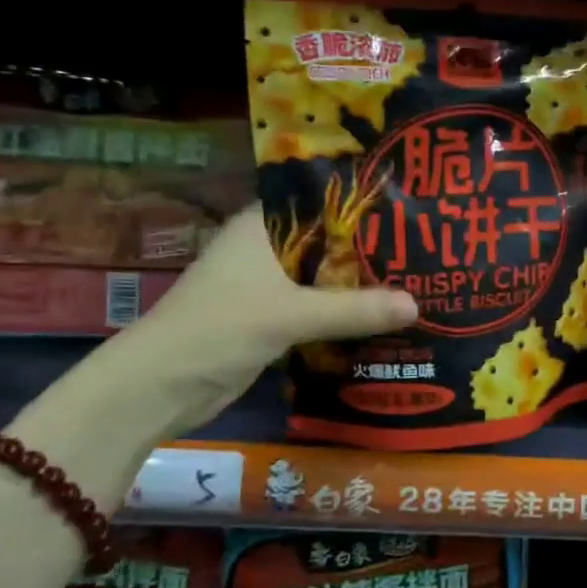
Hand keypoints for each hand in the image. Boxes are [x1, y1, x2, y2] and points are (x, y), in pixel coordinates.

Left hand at [126, 206, 416, 431]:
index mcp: (262, 226)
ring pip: (325, 275)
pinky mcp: (271, 317)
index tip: (411, 206)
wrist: (159, 388)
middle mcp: (266, 247)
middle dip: (371, 246)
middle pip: (329, 240)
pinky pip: (318, 306)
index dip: (363, 201)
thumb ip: (354, 310)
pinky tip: (383, 315)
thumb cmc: (219, 330)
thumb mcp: (291, 315)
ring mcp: (267, 284)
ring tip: (417, 277)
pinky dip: (345, 310)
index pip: (321, 199)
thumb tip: (418, 305)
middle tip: (427, 246)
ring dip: (360, 282)